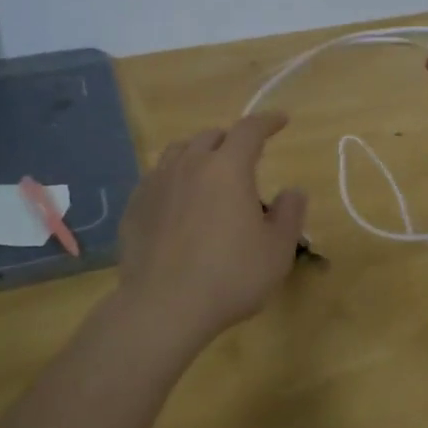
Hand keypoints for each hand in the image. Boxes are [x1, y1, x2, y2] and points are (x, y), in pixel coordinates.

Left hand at [115, 113, 309, 349]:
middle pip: (211, 136)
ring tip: (208, 172)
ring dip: (198, 154)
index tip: (280, 120)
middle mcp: (189, 165)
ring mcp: (156, 184)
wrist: (163, 307)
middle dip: (231, 140)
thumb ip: (289, 214)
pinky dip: (174, 179)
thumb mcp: (277, 250)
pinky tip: (178, 201)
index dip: (267, 121)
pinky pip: (156, 178)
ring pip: (178, 152)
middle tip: (244, 157)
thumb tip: (293, 191)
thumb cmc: (230, 276)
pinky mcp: (135, 207)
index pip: (249, 130)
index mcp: (227, 168)